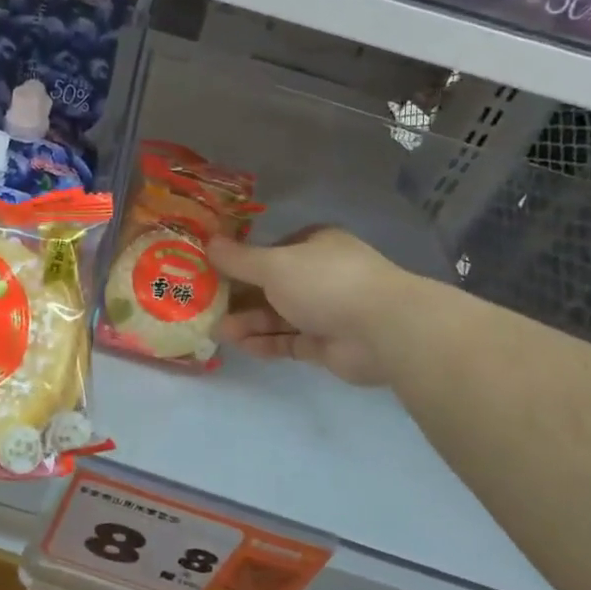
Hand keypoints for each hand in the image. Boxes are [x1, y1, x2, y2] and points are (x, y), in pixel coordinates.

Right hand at [208, 229, 408, 386]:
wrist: (382, 330)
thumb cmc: (324, 282)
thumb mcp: (273, 265)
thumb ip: (238, 259)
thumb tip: (208, 243)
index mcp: (315, 245)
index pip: (273, 249)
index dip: (243, 260)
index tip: (214, 271)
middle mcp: (321, 274)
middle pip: (273, 285)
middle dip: (240, 297)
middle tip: (208, 307)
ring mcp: (327, 310)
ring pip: (279, 315)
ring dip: (249, 322)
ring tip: (218, 331)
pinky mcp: (328, 344)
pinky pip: (290, 341)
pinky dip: (266, 343)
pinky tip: (241, 346)